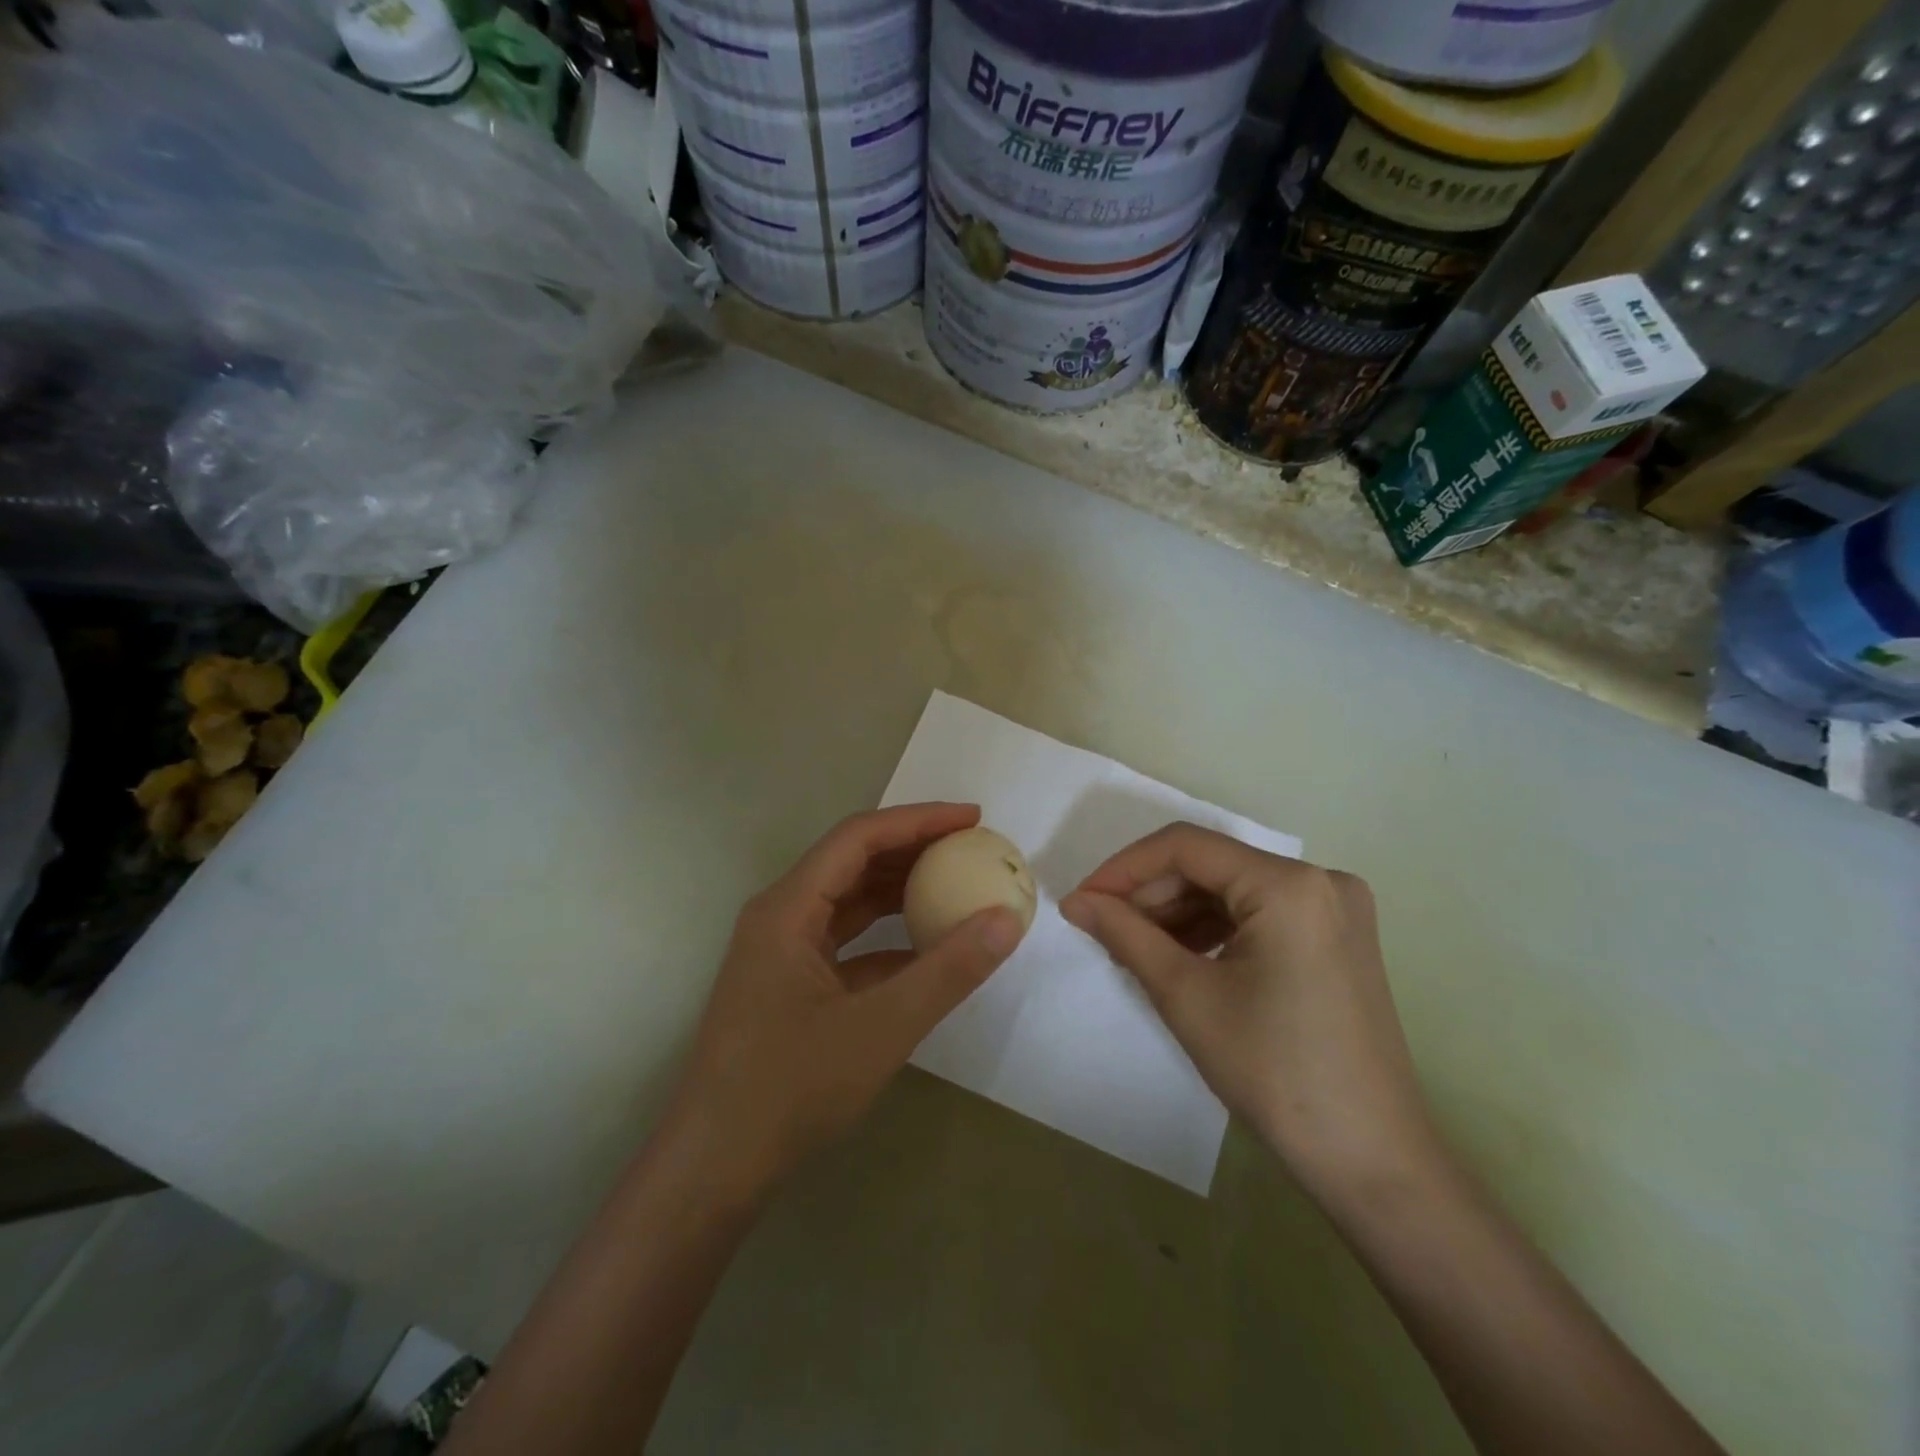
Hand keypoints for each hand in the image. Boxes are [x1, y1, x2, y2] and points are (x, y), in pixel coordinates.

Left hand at [658, 802, 1024, 1208]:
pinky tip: (925, 951)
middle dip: (912, 849)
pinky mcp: (788, 985)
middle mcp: (779, 916)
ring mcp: (780, 952)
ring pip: (847, 902)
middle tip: (970, 848)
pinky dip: (885, 938)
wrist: (713, 1170)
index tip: (972, 819)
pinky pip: (844, 943)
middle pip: (851, 862)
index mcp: (787, 908)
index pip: (859, 838)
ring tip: (955, 886)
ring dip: (899, 892)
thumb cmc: (790, 1089)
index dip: (918, 820)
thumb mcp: (881, 1027)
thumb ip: (948, 971)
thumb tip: (1007, 919)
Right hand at [1060, 824, 1438, 1205]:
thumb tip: (1075, 901)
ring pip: (1233, 890)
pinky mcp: (1337, 939)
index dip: (1125, 868)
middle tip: (1103, 929)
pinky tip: (1180, 957)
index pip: (1186, 847)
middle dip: (1151, 894)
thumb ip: (1124, 933)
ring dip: (1178, 912)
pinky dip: (1214, 929)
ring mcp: (1336, 910)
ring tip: (1134, 948)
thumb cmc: (1273, 1071)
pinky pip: (1260, 914)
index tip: (1082, 900)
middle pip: (1212, 866)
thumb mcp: (1186, 995)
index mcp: (1290, 885)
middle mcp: (1321, 880)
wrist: (1371, 1159)